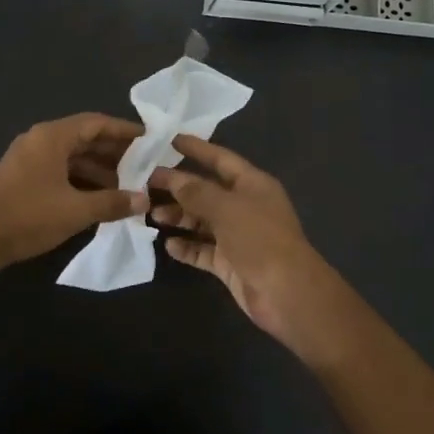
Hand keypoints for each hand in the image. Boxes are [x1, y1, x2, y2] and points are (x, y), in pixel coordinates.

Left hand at [0, 112, 146, 266]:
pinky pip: (60, 171)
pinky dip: (81, 180)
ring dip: (98, 170)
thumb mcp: (76, 210)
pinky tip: (98, 199)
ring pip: (72, 157)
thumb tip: (144, 200)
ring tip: (126, 187)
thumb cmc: (28, 216)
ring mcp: (29, 159)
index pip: (96, 123)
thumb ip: (112, 202)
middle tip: (143, 167)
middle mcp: (40, 140)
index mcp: (52, 137)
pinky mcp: (22, 178)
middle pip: (84, 139)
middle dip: (114, 153)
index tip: (150, 140)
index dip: (124, 131)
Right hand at [149, 136, 370, 368]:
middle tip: (145, 183)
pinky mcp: (230, 262)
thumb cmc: (260, 239)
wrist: (287, 293)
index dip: (196, 148)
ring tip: (151, 215)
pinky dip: (187, 247)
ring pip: (202, 221)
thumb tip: (172, 177)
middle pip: (207, 191)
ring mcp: (238, 236)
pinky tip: (168, 244)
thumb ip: (197, 192)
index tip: (168, 139)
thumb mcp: (226, 208)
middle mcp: (245, 206)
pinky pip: (203, 249)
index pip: (220, 159)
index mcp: (253, 184)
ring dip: (179, 217)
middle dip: (179, 187)